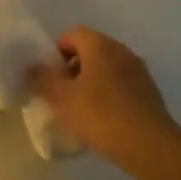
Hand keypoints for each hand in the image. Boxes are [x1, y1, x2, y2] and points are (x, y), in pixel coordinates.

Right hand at [29, 26, 180, 172]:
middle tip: (60, 93)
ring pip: (107, 69)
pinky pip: (121, 85)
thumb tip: (31, 68)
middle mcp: (122, 50)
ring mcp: (139, 71)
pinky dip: (108, 95)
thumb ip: (42, 79)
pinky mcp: (149, 92)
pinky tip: (102, 119)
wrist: (149, 145)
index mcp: (100, 45)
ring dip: (91, 82)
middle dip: (72, 68)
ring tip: (80, 109)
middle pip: (91, 50)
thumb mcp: (62, 98)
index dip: (56, 52)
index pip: (72, 35)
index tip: (48, 76)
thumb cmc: (100, 114)